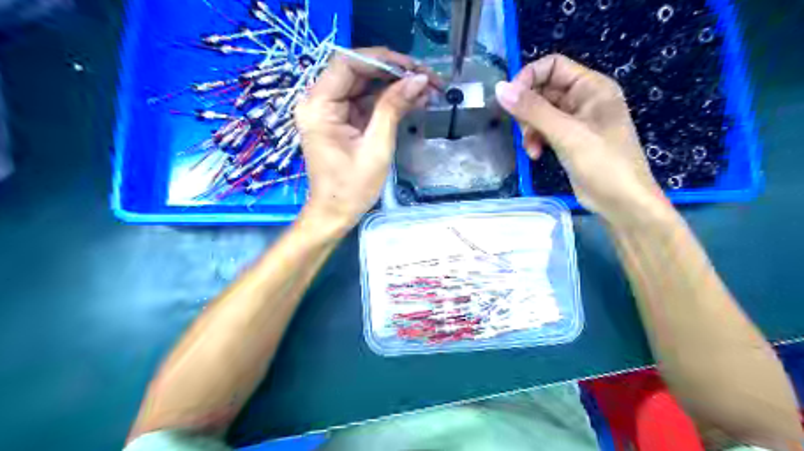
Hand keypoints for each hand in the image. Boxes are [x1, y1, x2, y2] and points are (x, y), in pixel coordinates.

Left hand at [295, 48, 433, 231]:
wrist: (336, 213)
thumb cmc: (352, 187)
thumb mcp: (376, 147)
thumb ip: (393, 108)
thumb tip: (419, 79)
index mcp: (318, 106)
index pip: (347, 63)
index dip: (382, 60)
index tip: (413, 68)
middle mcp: (319, 102)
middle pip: (357, 71)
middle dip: (393, 72)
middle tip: (426, 78)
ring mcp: (331, 111)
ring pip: (365, 86)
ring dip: (395, 86)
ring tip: (427, 90)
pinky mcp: (342, 121)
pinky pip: (366, 102)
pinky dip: (389, 101)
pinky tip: (413, 101)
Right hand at [494, 54, 670, 227]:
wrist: (621, 202)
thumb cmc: (603, 163)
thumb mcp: (566, 134)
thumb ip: (533, 110)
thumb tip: (500, 89)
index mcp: (591, 87)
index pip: (553, 66)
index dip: (529, 78)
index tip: (510, 100)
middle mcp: (584, 99)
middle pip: (544, 90)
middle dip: (528, 110)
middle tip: (522, 129)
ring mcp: (576, 121)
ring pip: (540, 113)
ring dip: (530, 129)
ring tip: (530, 147)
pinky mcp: (570, 140)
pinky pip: (545, 131)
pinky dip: (536, 140)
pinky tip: (535, 155)